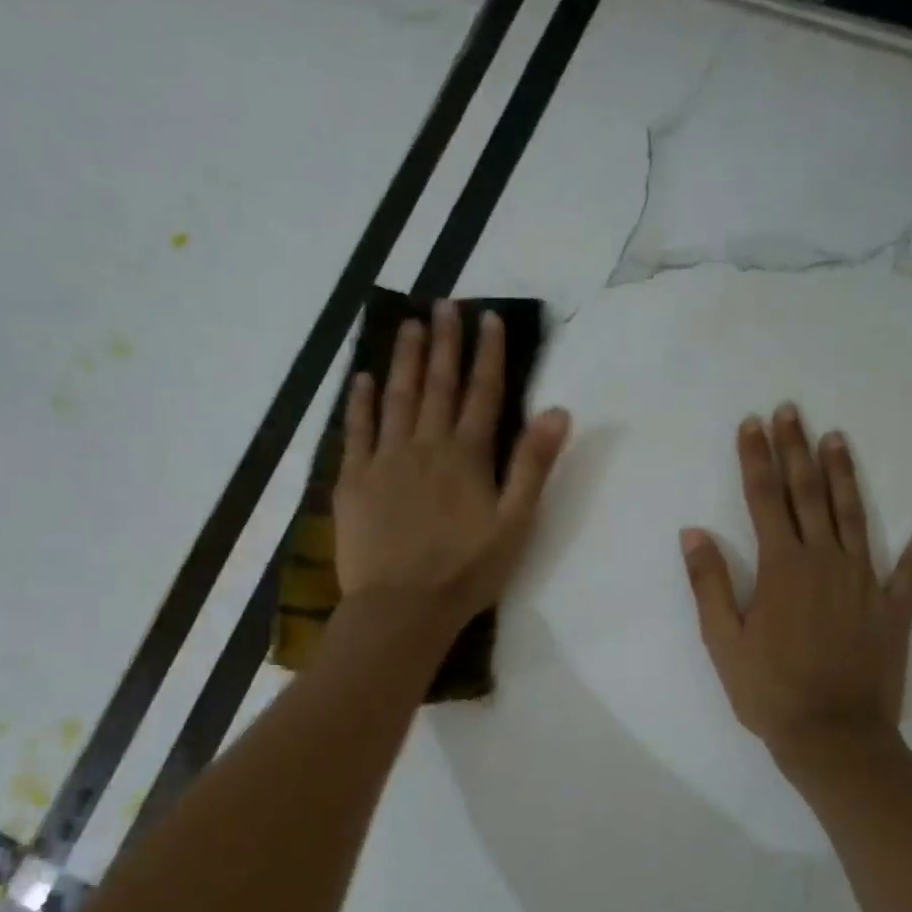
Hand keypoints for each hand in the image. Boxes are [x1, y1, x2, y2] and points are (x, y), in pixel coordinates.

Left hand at [335, 301, 570, 629]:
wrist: (402, 607)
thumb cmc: (467, 572)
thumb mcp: (515, 524)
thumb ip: (533, 466)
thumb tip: (558, 411)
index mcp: (467, 457)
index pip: (482, 394)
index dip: (488, 354)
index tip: (489, 317)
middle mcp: (425, 446)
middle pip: (437, 386)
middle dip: (445, 343)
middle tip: (445, 304)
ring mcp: (384, 460)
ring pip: (397, 398)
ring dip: (405, 359)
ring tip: (409, 324)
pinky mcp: (353, 481)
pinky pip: (356, 431)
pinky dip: (361, 402)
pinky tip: (364, 378)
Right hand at [681, 404, 911, 758]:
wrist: (832, 736)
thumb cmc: (768, 691)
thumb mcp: (723, 641)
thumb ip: (708, 583)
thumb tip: (694, 532)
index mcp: (781, 568)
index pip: (764, 499)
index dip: (756, 459)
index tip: (751, 424)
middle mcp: (825, 561)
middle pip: (808, 494)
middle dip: (796, 450)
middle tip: (791, 411)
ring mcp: (865, 580)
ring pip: (855, 514)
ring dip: (844, 474)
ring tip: (836, 438)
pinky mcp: (894, 606)